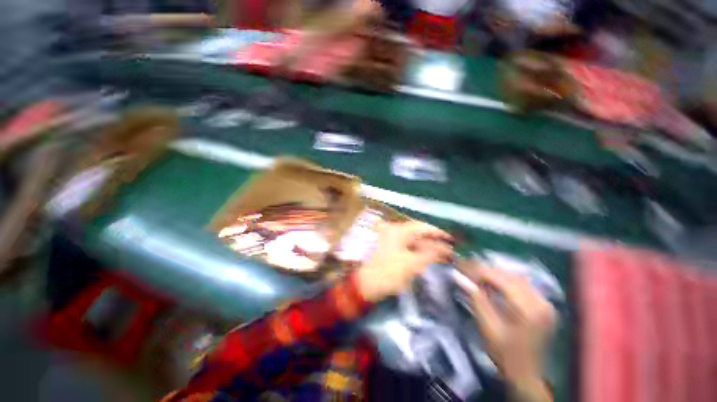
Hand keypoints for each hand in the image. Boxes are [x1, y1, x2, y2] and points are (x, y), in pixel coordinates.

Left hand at [356, 221, 452, 302]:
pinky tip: (427, 260)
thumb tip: (446, 249)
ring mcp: (391, 240)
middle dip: (434, 243)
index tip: (452, 240)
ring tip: (442, 257)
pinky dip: (418, 253)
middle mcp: (394, 231)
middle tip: (449, 251)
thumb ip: (431, 254)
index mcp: (398, 230)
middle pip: (419, 234)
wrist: (366, 284)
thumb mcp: (412, 263)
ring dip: (427, 248)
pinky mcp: (389, 249)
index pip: (423, 227)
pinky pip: (407, 248)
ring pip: (413, 242)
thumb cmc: (389, 272)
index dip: (438, 233)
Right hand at [458, 262, 555, 401]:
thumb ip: (476, 299)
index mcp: (528, 310)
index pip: (500, 279)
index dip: (478, 271)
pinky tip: (493, 282)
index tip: (461, 267)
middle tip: (465, 268)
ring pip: (515, 277)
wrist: (526, 373)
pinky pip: (522, 284)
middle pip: (509, 275)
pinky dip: (505, 280)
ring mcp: (545, 303)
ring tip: (476, 274)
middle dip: (485, 270)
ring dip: (494, 273)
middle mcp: (541, 302)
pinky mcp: (544, 305)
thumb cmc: (504, 353)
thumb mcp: (487, 327)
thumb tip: (459, 276)